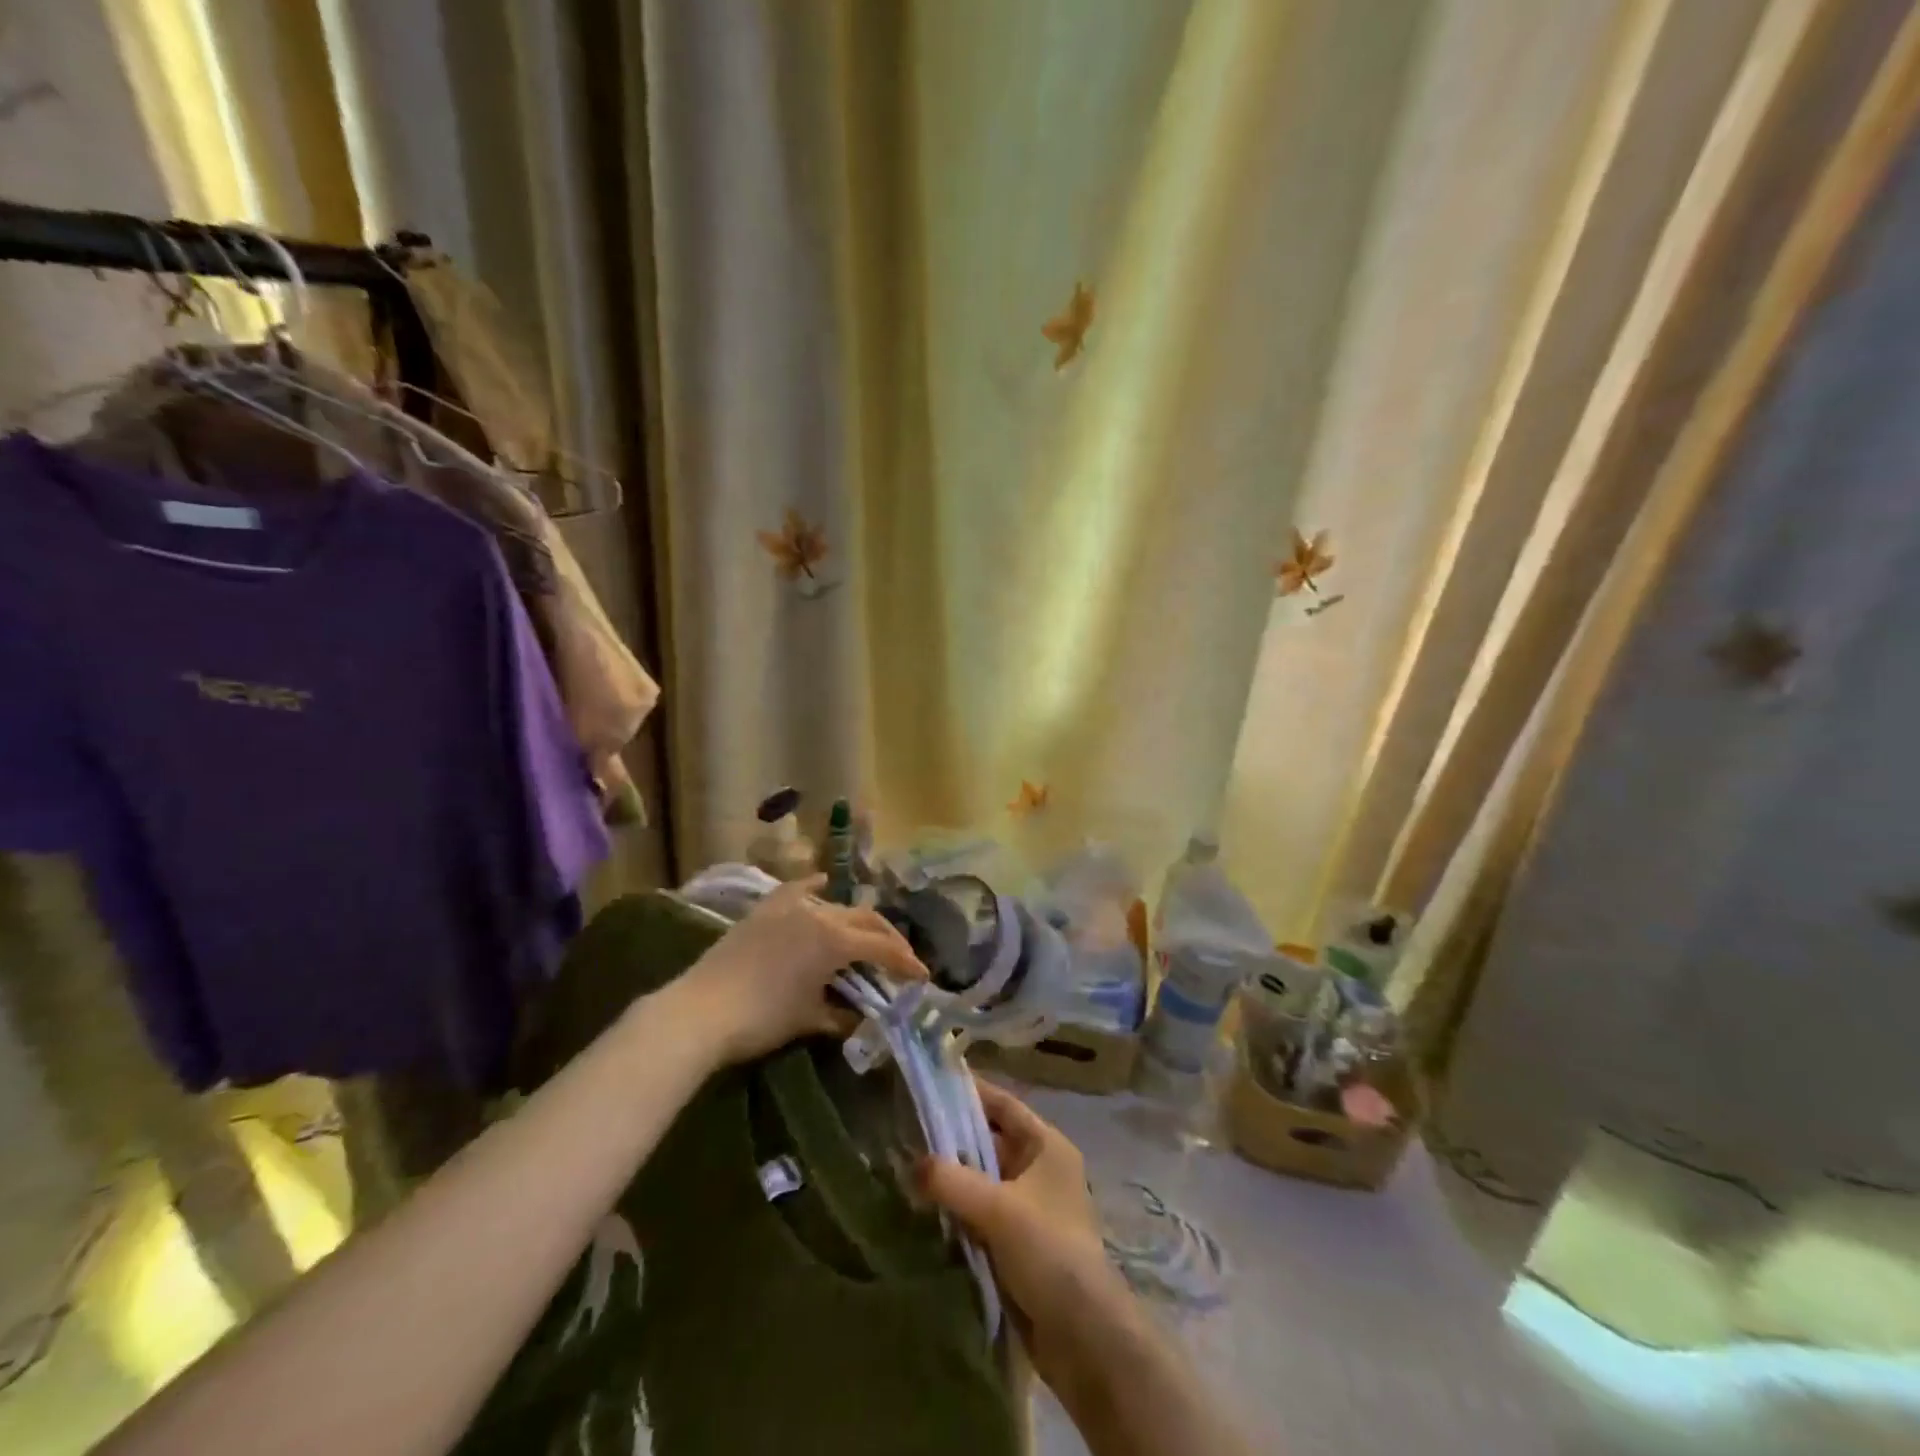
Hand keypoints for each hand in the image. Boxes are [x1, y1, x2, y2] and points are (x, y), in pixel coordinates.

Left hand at [673, 875, 927, 1064]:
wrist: (700, 1011)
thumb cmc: (761, 1019)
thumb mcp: (809, 1019)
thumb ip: (842, 1013)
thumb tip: (859, 1016)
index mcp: (835, 940)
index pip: (882, 947)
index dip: (906, 962)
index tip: (923, 977)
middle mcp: (819, 913)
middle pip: (865, 919)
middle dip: (888, 938)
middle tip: (901, 959)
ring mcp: (790, 906)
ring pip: (835, 905)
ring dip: (856, 921)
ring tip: (865, 937)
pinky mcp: (765, 909)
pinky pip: (798, 890)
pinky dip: (815, 888)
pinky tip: (822, 885)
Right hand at [917, 1083, 1133, 1390]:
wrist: (1083, 1336)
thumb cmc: (1049, 1251)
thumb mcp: (998, 1209)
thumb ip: (952, 1181)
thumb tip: (910, 1164)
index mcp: (1046, 1145)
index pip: (1003, 1104)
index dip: (971, 1092)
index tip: (932, 1083)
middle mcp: (1040, 1168)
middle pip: (990, 1141)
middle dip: (952, 1139)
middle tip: (907, 1130)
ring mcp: (1030, 1207)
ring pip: (983, 1180)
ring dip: (952, 1178)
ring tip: (905, 1168)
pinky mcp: (1019, 1243)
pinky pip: (982, 1213)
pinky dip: (958, 1210)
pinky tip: (924, 1210)